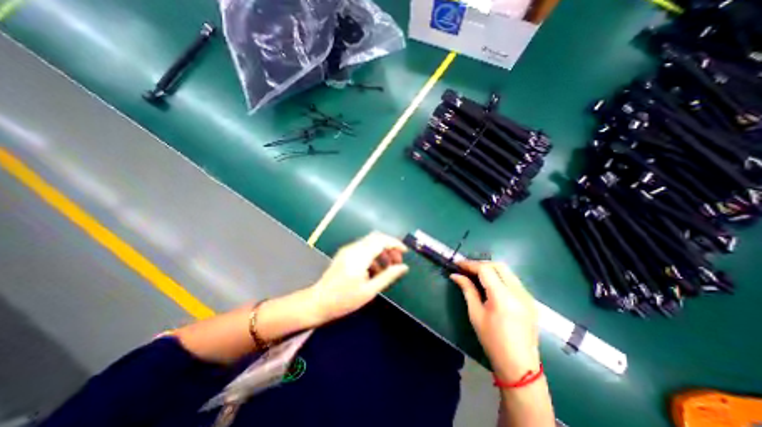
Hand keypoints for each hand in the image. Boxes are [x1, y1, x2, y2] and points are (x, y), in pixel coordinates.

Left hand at [306, 232, 406, 325]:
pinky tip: (375, 269)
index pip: (381, 240)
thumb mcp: (369, 291)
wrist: (318, 302)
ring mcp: (347, 250)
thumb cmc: (343, 300)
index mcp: (359, 257)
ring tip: (388, 267)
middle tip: (397, 261)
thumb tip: (403, 267)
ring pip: (370, 242)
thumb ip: (388, 276)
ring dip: (382, 250)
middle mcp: (353, 248)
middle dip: (389, 246)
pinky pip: (363, 248)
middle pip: (376, 237)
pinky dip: (373, 254)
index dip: (395, 243)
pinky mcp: (345, 254)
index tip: (404, 252)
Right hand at [448, 260, 537, 382]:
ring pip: (507, 271)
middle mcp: (518, 292)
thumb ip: (467, 290)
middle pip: (498, 265)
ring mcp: (527, 295)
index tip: (457, 264)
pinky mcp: (530, 300)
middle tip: (467, 269)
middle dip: (481, 264)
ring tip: (476, 275)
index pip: (485, 269)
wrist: (519, 365)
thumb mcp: (475, 314)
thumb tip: (455, 275)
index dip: (470, 264)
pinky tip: (491, 285)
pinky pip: (513, 280)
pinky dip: (500, 277)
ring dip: (491, 269)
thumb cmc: (492, 341)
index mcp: (503, 297)